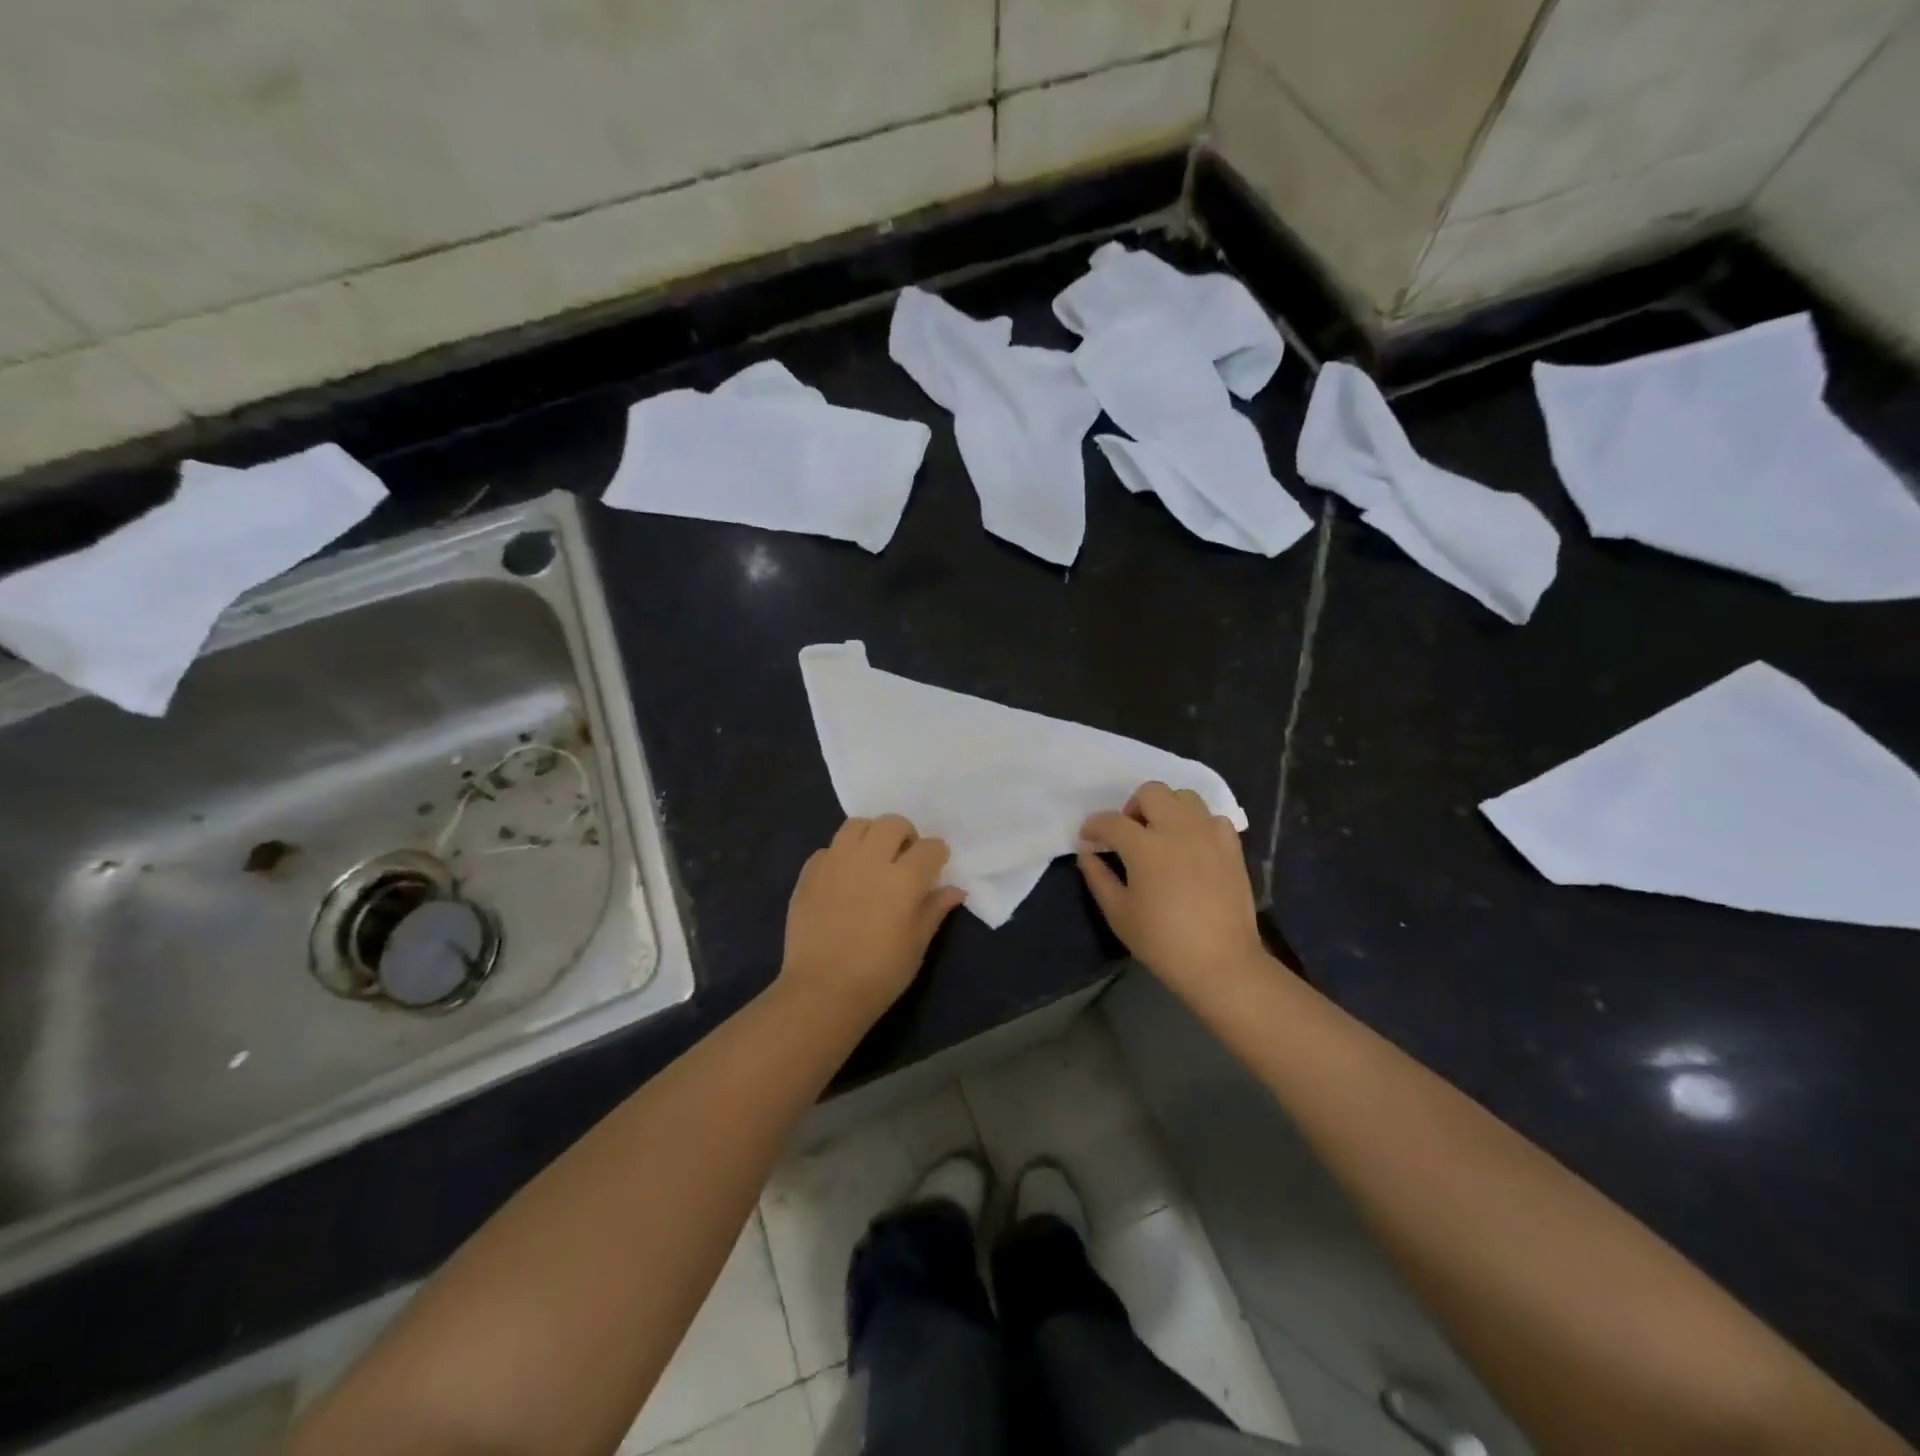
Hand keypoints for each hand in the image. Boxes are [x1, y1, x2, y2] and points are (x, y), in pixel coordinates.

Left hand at [780, 815, 965, 1021]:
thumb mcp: (917, 945)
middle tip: (903, 859)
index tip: (935, 869)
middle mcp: (870, 860)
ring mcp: (835, 862)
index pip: (931, 847)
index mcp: (904, 879)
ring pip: (857, 825)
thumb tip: (955, 890)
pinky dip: (841, 856)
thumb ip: (935, 909)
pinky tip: (843, 879)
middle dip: (905, 835)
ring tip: (872, 859)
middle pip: (893, 823)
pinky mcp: (809, 873)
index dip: (937, 856)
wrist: (822, 992)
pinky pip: (829, 849)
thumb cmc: (879, 974)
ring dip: (871, 836)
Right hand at [1078, 782, 1267, 995]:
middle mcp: (1178, 829)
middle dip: (1132, 807)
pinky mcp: (1232, 846)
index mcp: (1145, 847)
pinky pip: (1212, 818)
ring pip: (1184, 797)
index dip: (1093, 826)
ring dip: (1166, 808)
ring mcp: (1209, 834)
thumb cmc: (1162, 942)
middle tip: (1129, 834)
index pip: (1111, 821)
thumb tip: (1087, 853)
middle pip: (1151, 791)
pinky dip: (1197, 824)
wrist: (1221, 963)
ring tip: (1161, 835)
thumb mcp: (1119, 913)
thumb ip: (1098, 877)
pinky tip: (1192, 847)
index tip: (1088, 838)